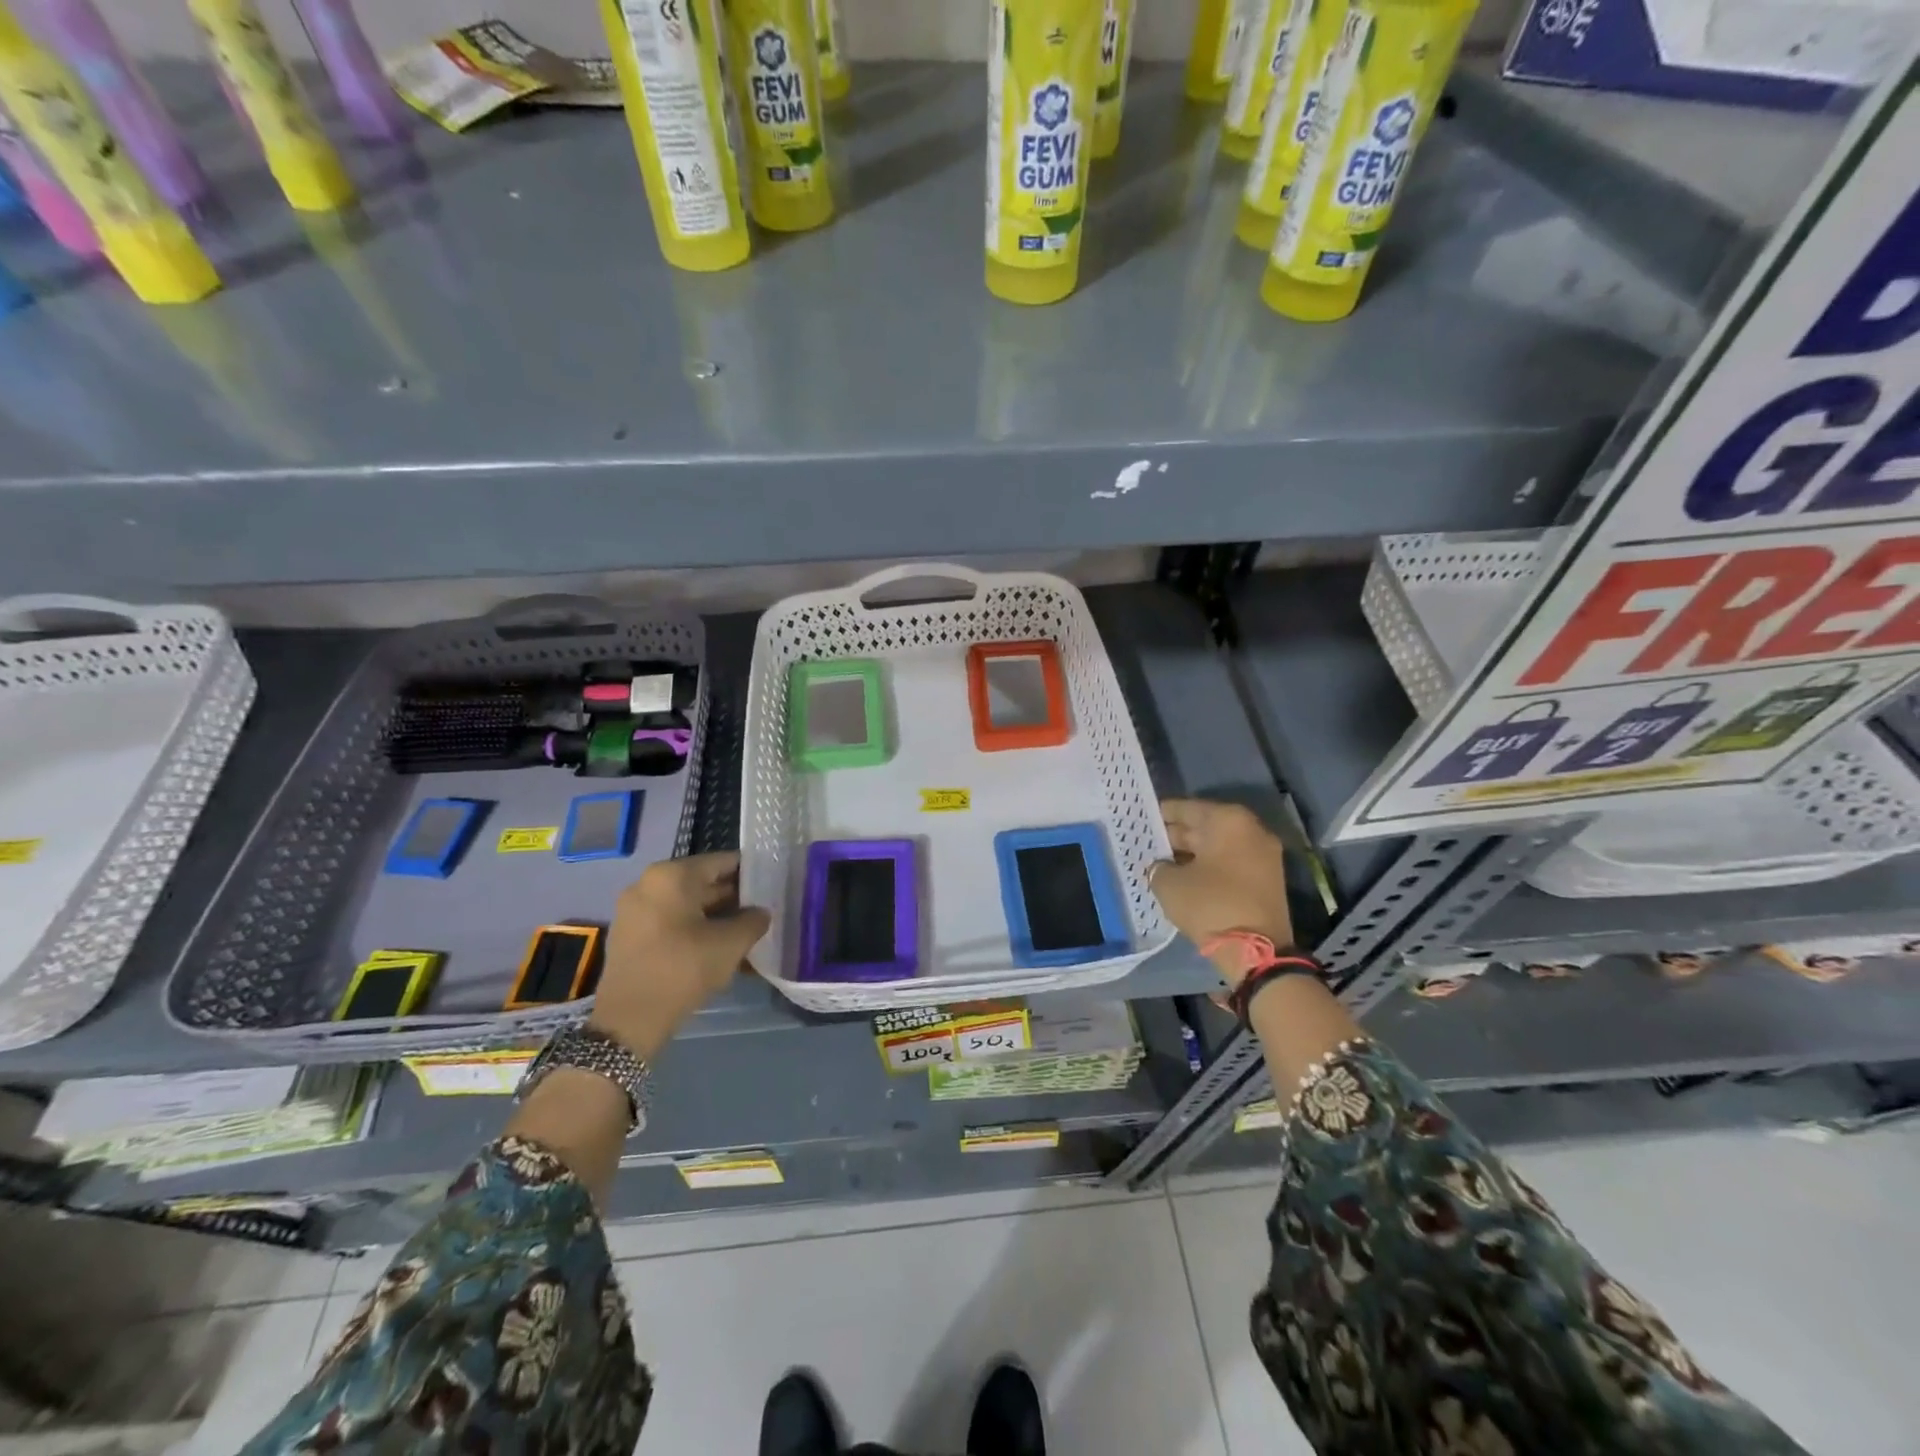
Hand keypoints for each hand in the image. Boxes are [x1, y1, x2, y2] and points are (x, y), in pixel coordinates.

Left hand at [589, 853, 770, 1057]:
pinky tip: (717, 948)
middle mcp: (648, 883)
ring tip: (745, 932)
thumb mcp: (730, 944)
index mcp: (672, 875)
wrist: (629, 1021)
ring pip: (687, 905)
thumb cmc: (683, 969)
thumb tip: (760, 913)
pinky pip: (671, 922)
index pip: (722, 862)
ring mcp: (634, 909)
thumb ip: (753, 921)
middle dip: (733, 898)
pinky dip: (694, 930)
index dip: (750, 873)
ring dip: (716, 916)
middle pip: (702, 882)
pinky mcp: (629, 935)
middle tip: (763, 910)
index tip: (772, 885)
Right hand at [1151, 799, 1295, 983]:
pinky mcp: (1266, 879)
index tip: (1140, 819)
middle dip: (1175, 834)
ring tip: (1161, 862)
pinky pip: (1229, 862)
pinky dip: (1207, 866)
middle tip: (1146, 842)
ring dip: (1190, 853)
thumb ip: (1159, 867)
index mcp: (1228, 820)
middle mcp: (1251, 830)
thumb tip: (1161, 866)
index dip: (1160, 814)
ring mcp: (1263, 855)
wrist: (1256, 952)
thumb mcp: (1169, 884)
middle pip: (1204, 825)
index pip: (1186, 808)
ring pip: (1217, 846)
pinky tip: (1183, 877)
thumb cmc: (1210, 905)